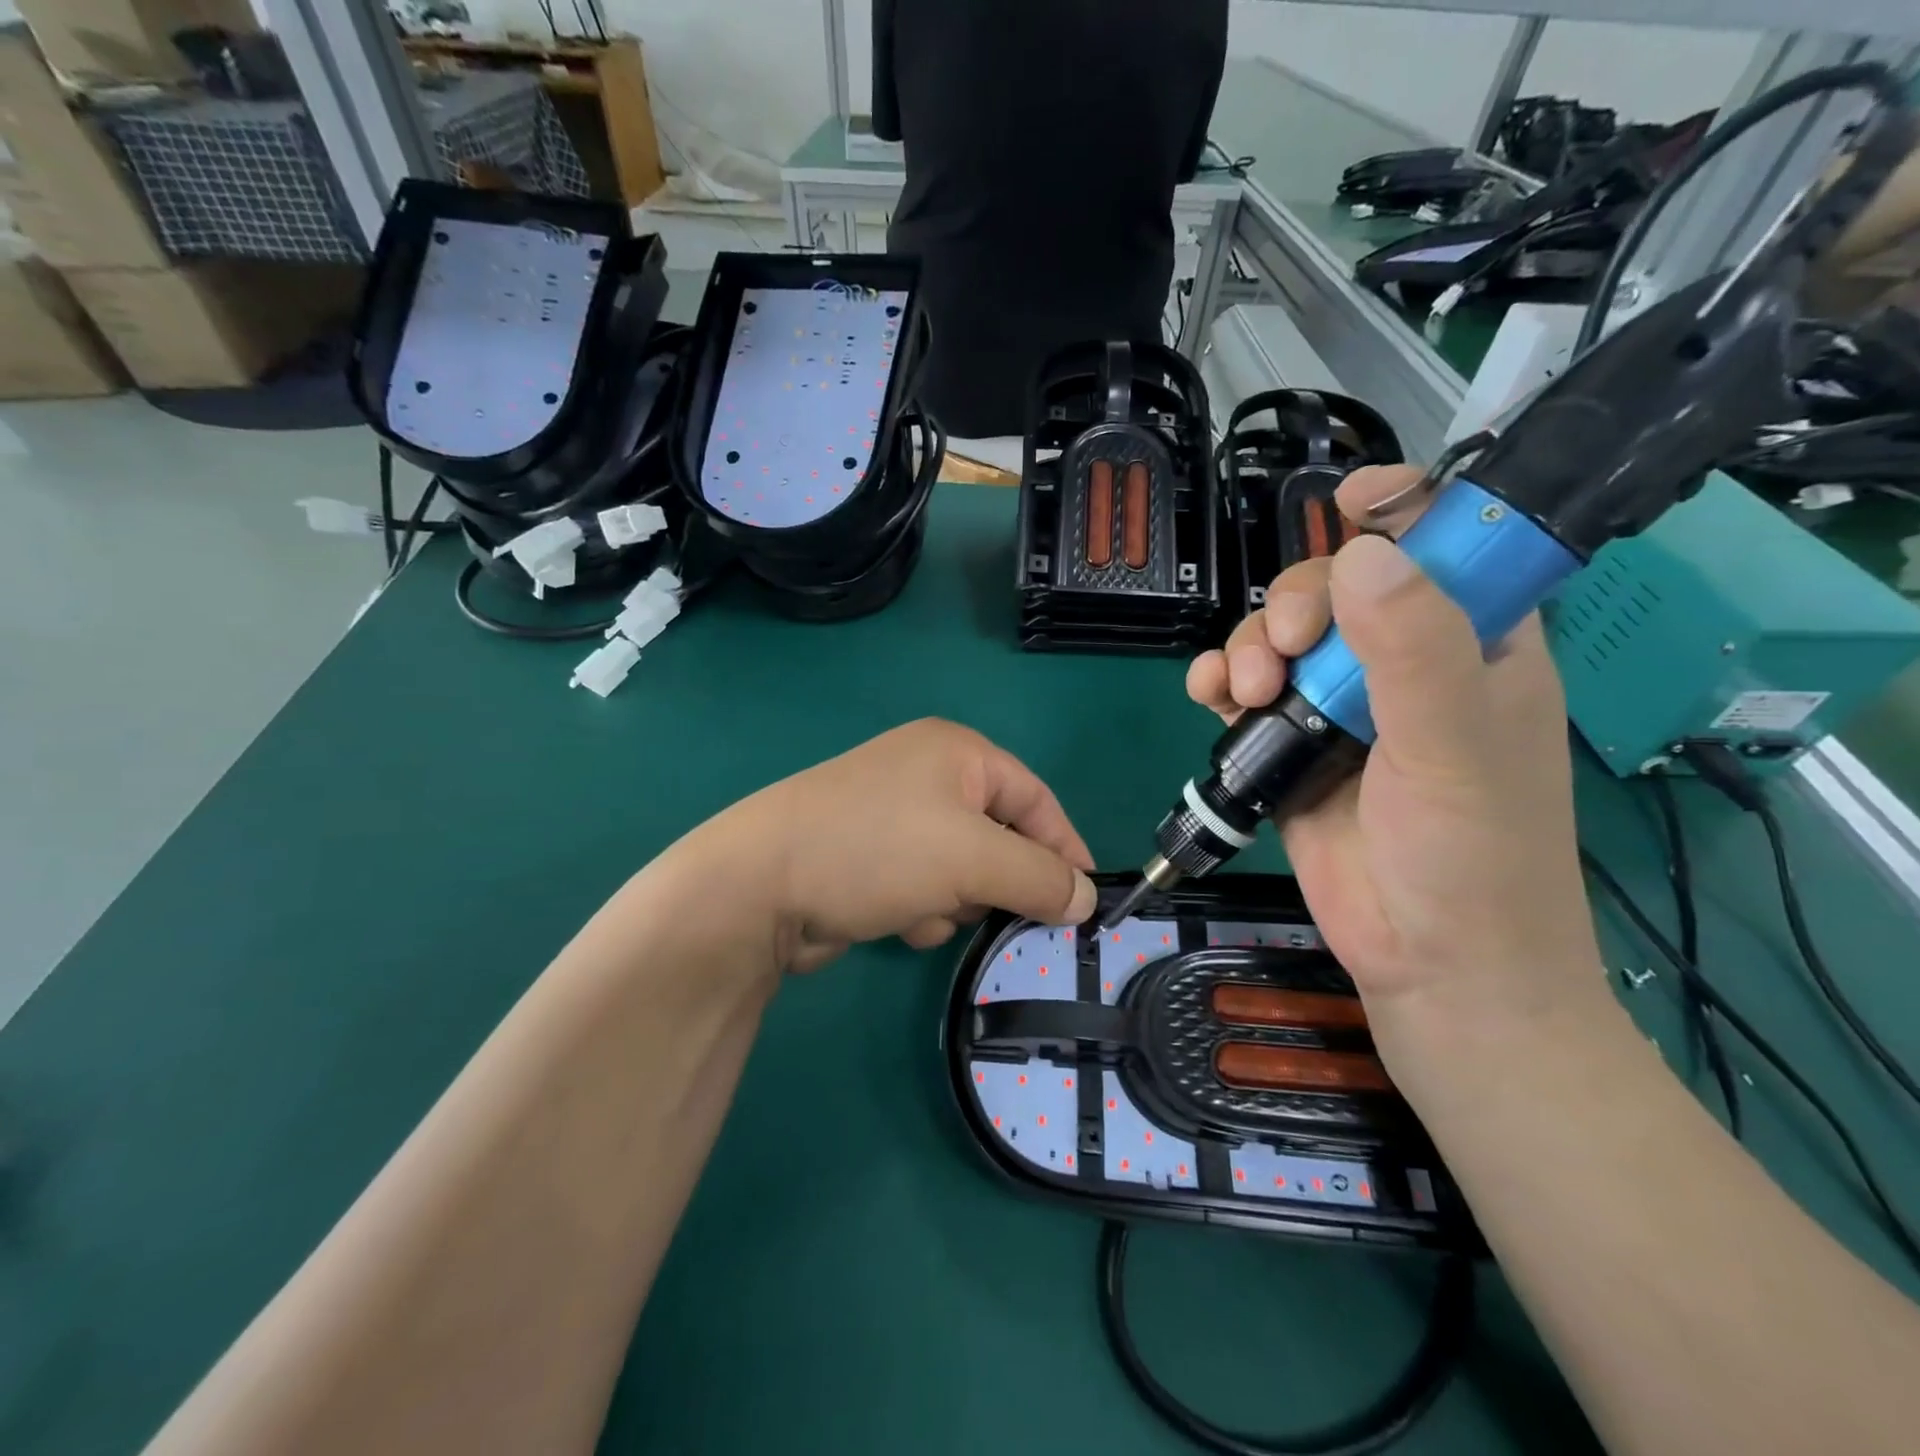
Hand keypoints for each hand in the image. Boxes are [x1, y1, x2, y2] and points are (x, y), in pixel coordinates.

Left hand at [688, 719, 1096, 974]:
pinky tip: (896, 919)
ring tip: (929, 910)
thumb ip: (1039, 876)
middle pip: (997, 835)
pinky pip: (923, 884)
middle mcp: (925, 774)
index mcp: (955, 752)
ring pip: (961, 868)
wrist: (759, 886)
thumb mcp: (972, 858)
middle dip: (998, 879)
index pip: (1034, 797)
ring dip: (955, 899)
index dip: (1064, 846)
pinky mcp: (868, 856)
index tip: (1086, 899)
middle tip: (1001, 913)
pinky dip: (920, 907)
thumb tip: (1085, 898)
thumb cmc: (878, 850)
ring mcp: (891, 815)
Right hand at [1186, 466, 1604, 1033]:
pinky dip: (1220, 680)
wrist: (1427, 961)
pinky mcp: (1292, 746)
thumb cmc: (1471, 854)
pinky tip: (1210, 694)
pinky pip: (1246, 690)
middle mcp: (1405, 664)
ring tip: (1242, 689)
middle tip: (1282, 650)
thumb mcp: (1454, 745)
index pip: (1445, 545)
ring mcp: (1342, 706)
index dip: (1402, 511)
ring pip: (1280, 636)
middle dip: (1295, 604)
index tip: (1347, 505)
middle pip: (1338, 587)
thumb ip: (1413, 650)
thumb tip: (1361, 556)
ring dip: (1248, 645)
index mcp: (1475, 645)